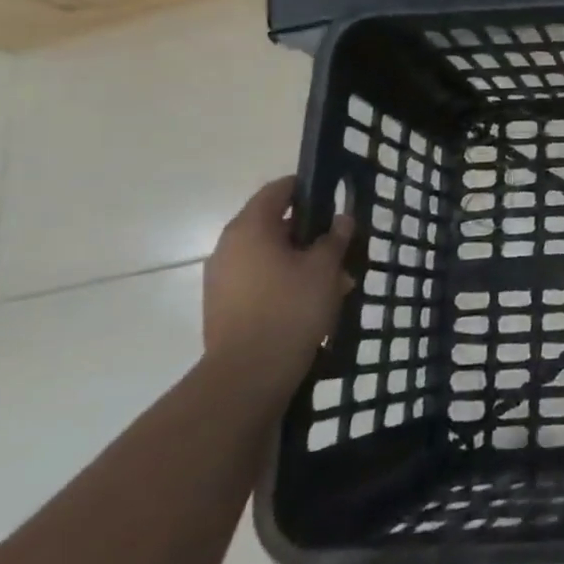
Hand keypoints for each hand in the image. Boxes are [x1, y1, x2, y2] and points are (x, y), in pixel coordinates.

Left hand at [203, 176, 352, 397]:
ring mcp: (222, 278)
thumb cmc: (290, 308)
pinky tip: (313, 301)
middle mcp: (229, 247)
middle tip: (341, 246)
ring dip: (300, 260)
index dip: (307, 188)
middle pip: (274, 224)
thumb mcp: (324, 268)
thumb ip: (335, 238)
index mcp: (250, 228)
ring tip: (335, 281)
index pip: (278, 190)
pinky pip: (260, 280)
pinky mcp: (223, 306)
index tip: (334, 197)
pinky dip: (285, 281)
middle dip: (310, 233)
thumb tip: (341, 219)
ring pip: (269, 255)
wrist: (248, 375)